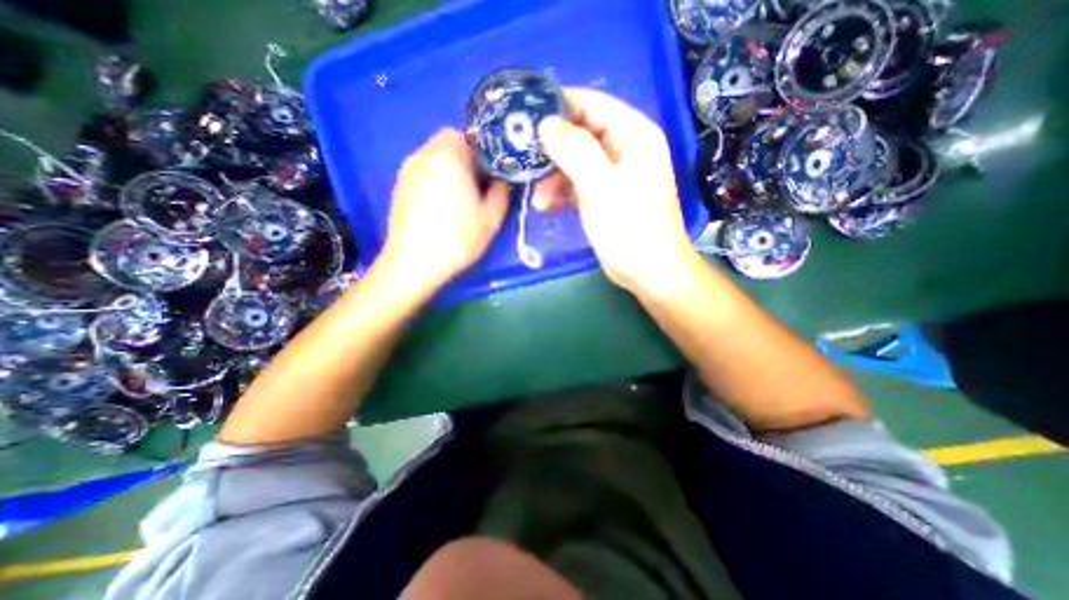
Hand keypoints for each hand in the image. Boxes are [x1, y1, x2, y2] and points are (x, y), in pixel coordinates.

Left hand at [378, 126, 510, 291]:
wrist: (414, 262)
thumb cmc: (457, 238)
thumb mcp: (491, 218)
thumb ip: (501, 192)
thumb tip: (501, 180)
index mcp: (450, 156)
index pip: (469, 135)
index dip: (484, 152)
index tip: (491, 174)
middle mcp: (425, 154)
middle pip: (449, 142)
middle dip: (467, 158)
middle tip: (478, 186)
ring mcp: (408, 169)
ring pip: (435, 156)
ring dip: (450, 168)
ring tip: (459, 198)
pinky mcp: (399, 185)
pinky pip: (423, 170)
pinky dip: (435, 179)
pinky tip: (440, 206)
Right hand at [539, 87, 697, 293]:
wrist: (648, 270)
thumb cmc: (630, 226)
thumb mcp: (600, 185)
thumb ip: (574, 150)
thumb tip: (546, 124)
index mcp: (632, 134)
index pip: (591, 104)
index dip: (558, 106)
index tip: (526, 116)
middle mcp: (623, 149)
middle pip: (579, 134)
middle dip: (551, 150)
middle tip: (524, 161)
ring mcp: (613, 174)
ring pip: (575, 162)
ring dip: (553, 178)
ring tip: (537, 197)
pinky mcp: (604, 196)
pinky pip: (577, 184)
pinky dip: (561, 193)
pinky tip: (546, 206)